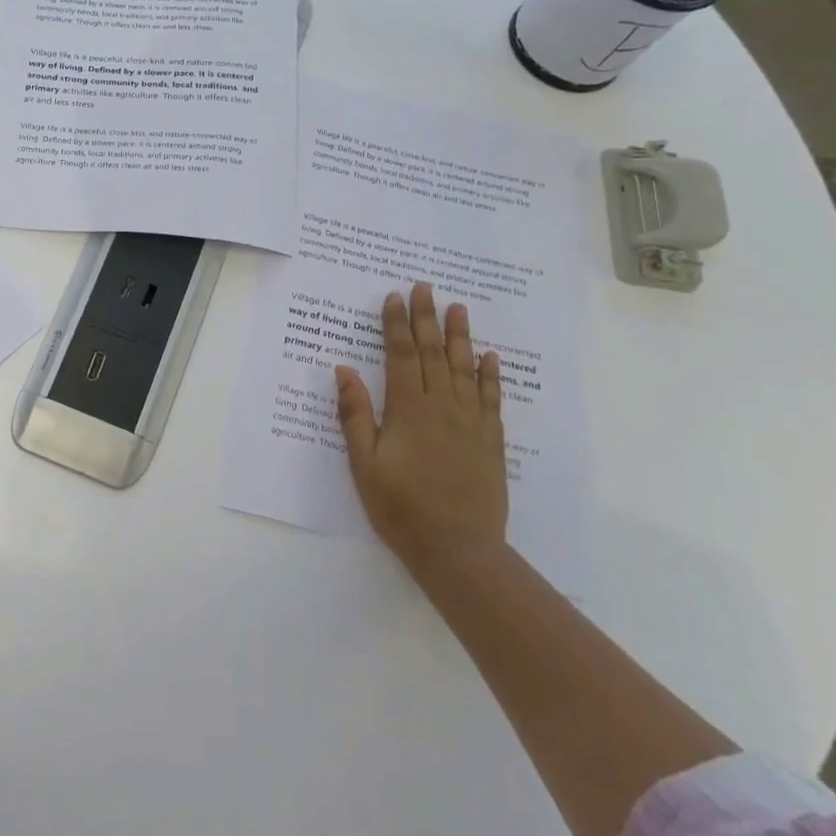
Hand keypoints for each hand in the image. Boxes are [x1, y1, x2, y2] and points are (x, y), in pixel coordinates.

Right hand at [334, 283, 508, 581]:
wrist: (458, 549)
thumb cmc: (401, 507)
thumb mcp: (364, 464)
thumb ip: (355, 415)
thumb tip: (344, 370)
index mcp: (408, 410)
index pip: (402, 356)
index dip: (397, 325)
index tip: (394, 297)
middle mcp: (442, 407)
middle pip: (434, 353)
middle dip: (427, 318)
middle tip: (425, 287)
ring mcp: (470, 423)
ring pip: (464, 369)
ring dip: (460, 336)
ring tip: (458, 308)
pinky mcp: (490, 441)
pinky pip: (491, 399)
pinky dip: (490, 375)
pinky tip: (490, 358)